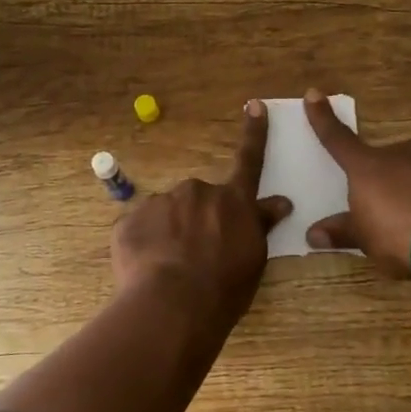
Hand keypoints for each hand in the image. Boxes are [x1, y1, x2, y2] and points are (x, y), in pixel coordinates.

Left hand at [111, 100, 292, 327]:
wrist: (172, 305)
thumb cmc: (224, 289)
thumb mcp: (254, 259)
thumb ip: (260, 225)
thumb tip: (280, 202)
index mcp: (233, 201)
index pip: (249, 161)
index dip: (254, 133)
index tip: (255, 105)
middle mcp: (198, 191)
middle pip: (199, 199)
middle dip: (197, 219)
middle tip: (195, 256)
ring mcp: (161, 202)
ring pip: (167, 213)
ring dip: (169, 232)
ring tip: (169, 268)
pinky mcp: (130, 219)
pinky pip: (140, 229)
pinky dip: (145, 245)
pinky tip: (148, 269)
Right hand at [301, 88, 410, 277]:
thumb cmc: (401, 236)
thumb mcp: (366, 239)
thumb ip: (342, 232)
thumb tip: (312, 234)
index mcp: (368, 167)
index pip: (337, 139)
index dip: (323, 118)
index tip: (313, 94)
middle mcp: (402, 152)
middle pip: (387, 162)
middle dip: (388, 181)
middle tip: (394, 213)